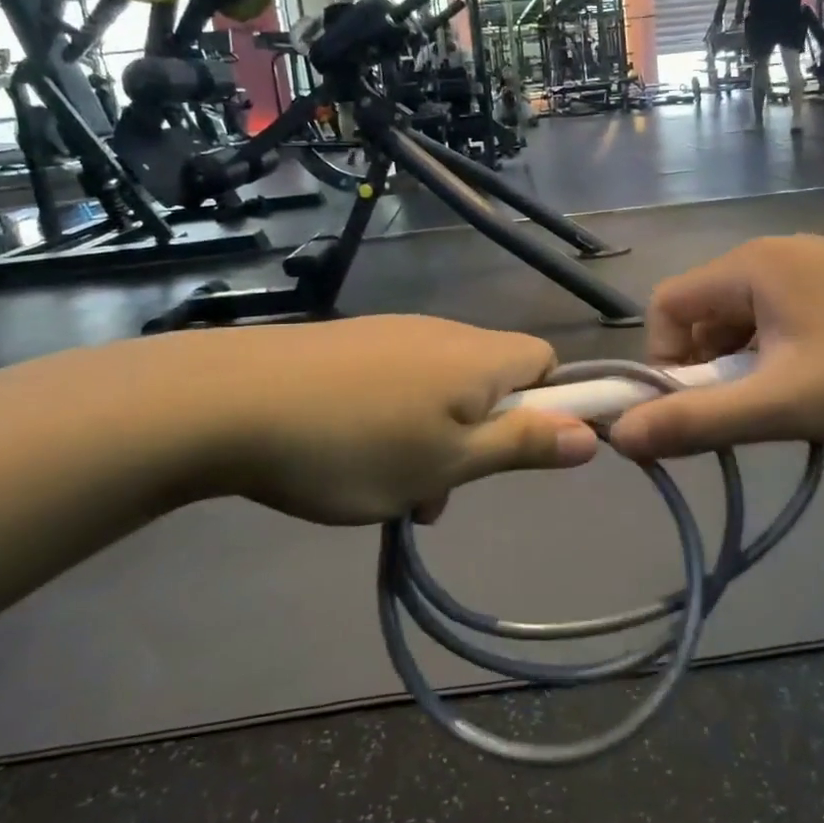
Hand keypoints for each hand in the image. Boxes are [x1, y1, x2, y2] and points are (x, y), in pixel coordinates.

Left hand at [115, 316, 599, 524]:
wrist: (231, 402)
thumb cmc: (355, 444)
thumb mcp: (448, 462)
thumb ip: (521, 445)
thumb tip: (592, 434)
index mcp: (479, 357)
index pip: (546, 361)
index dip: (548, 405)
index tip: (515, 450)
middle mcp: (443, 332)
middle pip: (492, 380)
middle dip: (480, 437)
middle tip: (438, 489)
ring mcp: (391, 333)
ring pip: (441, 389)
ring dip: (434, 439)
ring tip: (388, 489)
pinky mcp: (350, 344)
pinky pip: (398, 383)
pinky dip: (394, 421)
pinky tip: (349, 457)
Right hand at [608, 236, 823, 460]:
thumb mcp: (784, 404)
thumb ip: (697, 421)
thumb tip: (619, 437)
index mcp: (749, 265)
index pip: (666, 305)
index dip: (663, 360)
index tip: (698, 409)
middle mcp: (776, 252)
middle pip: (707, 312)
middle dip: (712, 368)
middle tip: (755, 413)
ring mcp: (819, 262)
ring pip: (750, 318)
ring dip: (752, 365)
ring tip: (798, 402)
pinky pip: (789, 315)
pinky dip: (786, 352)